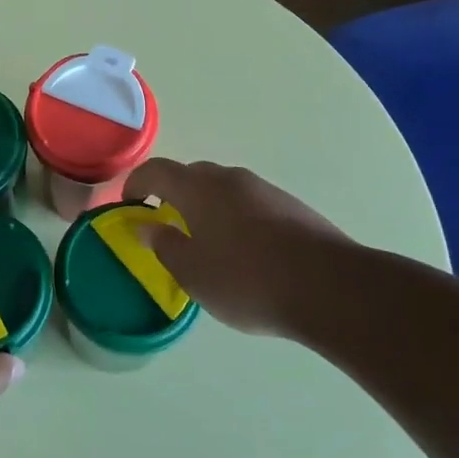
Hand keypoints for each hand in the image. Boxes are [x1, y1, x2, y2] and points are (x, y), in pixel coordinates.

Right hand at [124, 158, 362, 336]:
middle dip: (172, 194)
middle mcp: (228, 178)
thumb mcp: (192, 272)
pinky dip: (235, 217)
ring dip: (206, 206)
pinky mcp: (291, 206)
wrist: (330, 287)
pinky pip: (249, 203)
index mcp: (197, 188)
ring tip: (207, 241)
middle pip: (191, 175)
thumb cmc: (247, 280)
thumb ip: (164, 245)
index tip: (128, 204)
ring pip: (223, 189)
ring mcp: (263, 189)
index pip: (156, 171)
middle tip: (165, 223)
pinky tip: (245, 251)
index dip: (136, 184)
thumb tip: (146, 226)